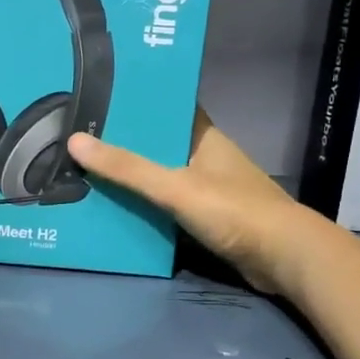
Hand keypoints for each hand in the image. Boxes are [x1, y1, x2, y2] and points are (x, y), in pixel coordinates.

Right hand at [66, 110, 309, 296]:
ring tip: (87, 172)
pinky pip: (168, 204)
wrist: (284, 258)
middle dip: (124, 144)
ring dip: (133, 178)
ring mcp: (209, 188)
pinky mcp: (208, 217)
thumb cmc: (233, 211)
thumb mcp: (174, 187)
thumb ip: (127, 168)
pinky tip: (116, 208)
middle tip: (79, 140)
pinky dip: (145, 205)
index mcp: (204, 137)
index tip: (99, 100)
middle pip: (158, 144)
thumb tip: (75, 141)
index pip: (167, 108)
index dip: (137, 103)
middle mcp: (206, 157)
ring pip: (161, 176)